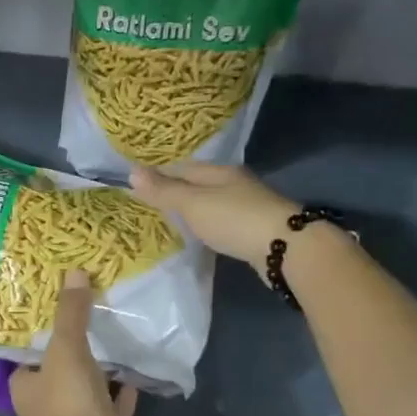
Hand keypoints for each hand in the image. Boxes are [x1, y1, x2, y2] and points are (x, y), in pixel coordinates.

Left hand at [10, 269, 141, 415]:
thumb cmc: (68, 400)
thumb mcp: (66, 349)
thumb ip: (71, 313)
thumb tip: (74, 272)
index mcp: (26, 388)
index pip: (27, 361)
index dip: (38, 343)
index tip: (55, 320)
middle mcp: (45, 408)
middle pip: (57, 376)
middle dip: (70, 358)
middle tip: (87, 327)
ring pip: (85, 393)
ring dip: (97, 376)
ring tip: (112, 346)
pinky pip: (113, 410)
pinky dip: (121, 396)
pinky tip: (133, 376)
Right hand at [131, 161, 298, 267]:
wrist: (285, 247)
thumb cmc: (234, 220)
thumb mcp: (192, 204)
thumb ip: (164, 191)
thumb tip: (131, 171)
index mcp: (219, 171)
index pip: (182, 167)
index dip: (159, 175)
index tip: (138, 185)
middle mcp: (235, 183)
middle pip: (199, 183)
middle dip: (177, 190)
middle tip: (153, 203)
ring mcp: (249, 205)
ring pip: (213, 201)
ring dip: (194, 208)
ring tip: (174, 219)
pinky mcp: (256, 228)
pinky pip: (224, 220)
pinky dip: (209, 223)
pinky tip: (203, 233)